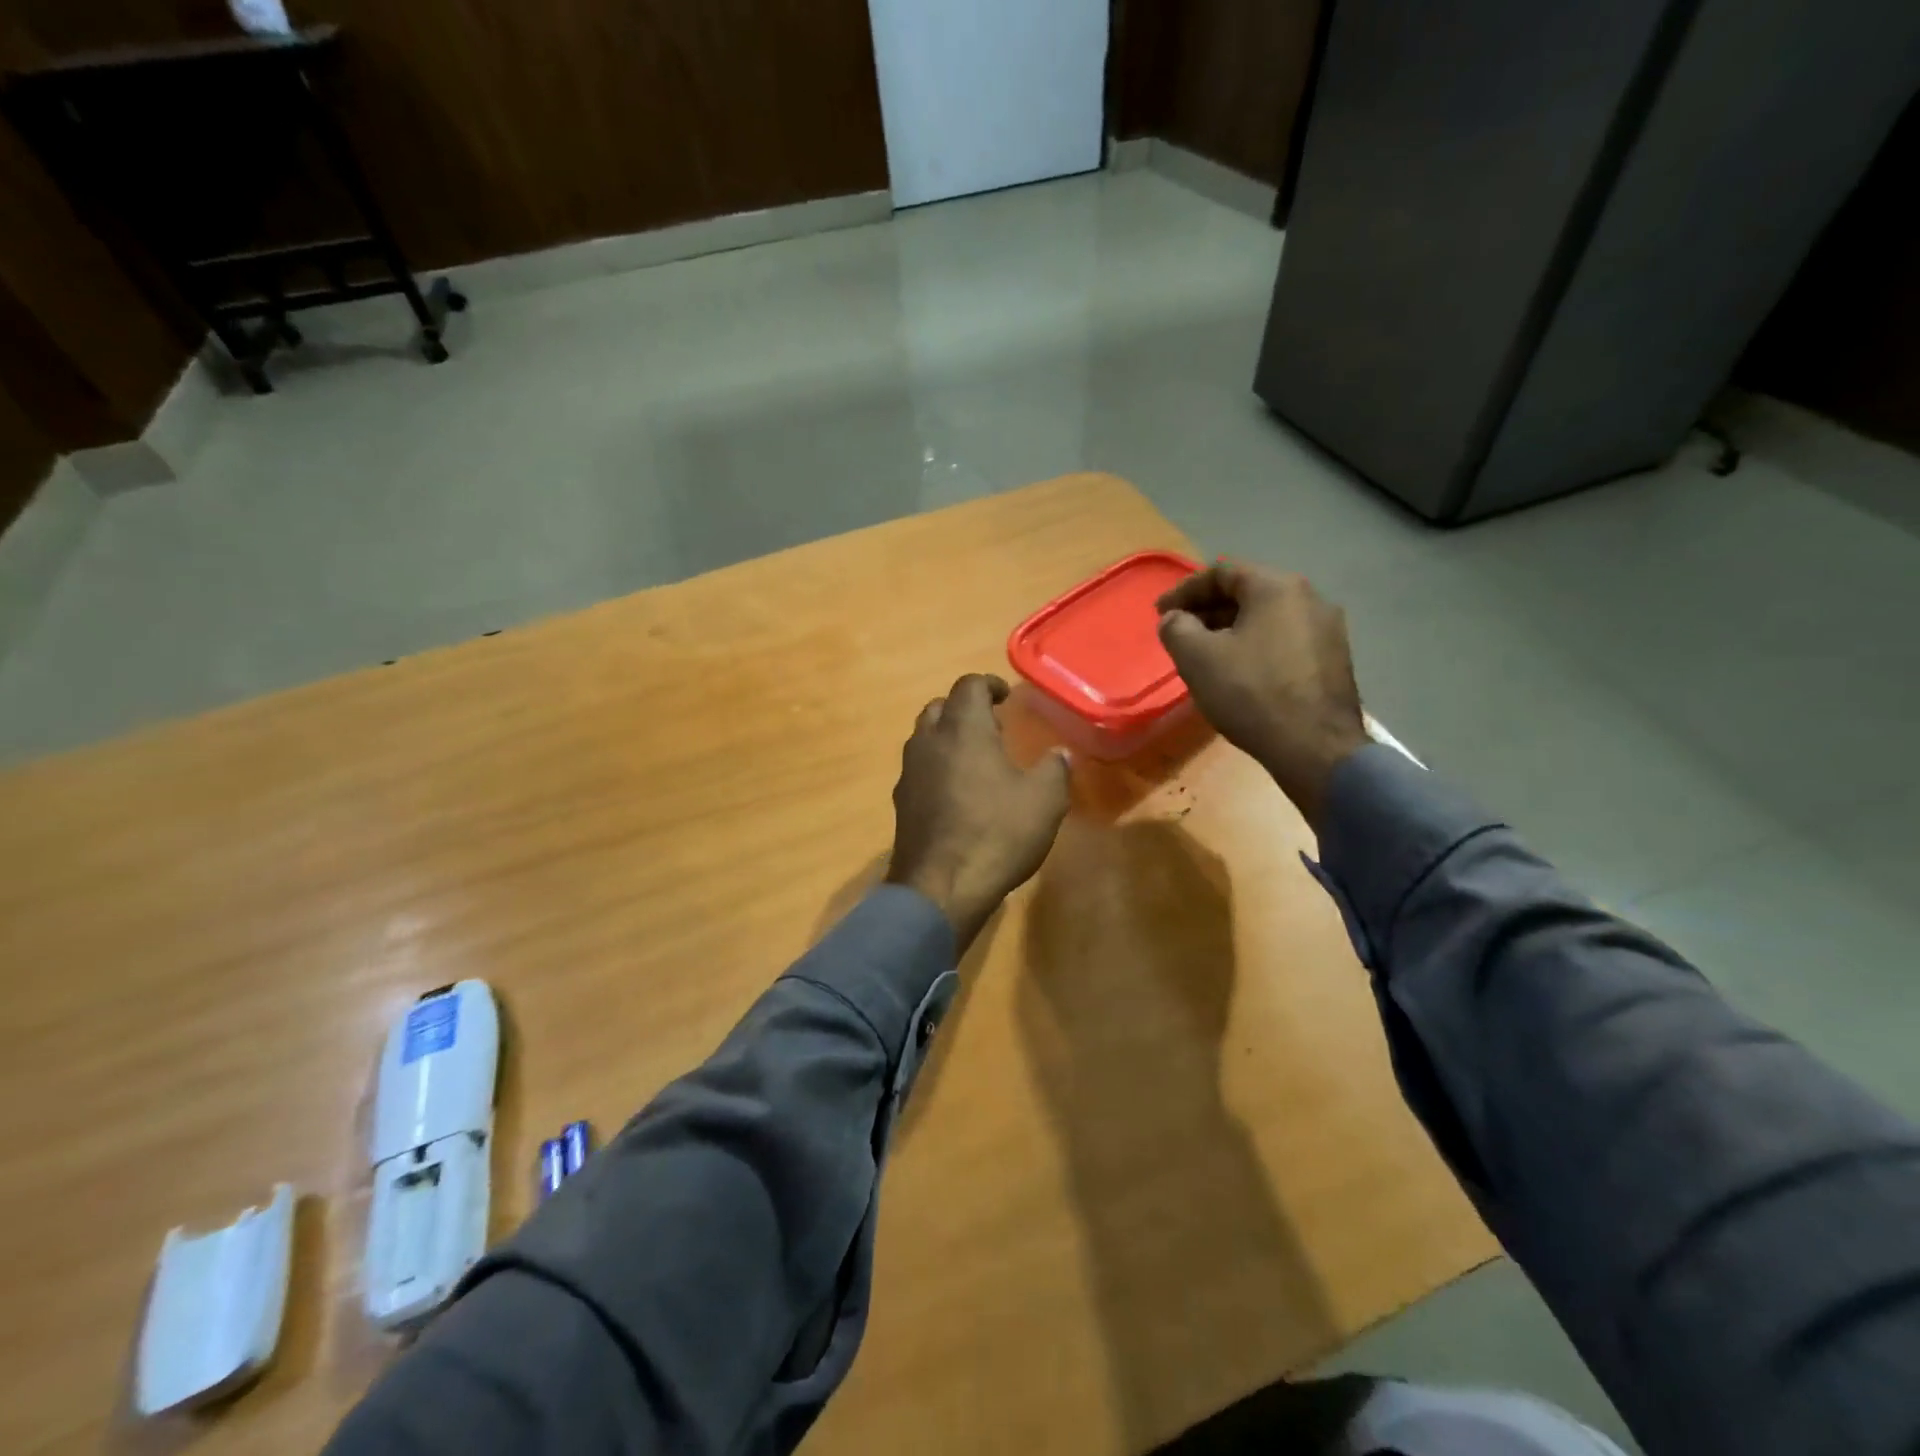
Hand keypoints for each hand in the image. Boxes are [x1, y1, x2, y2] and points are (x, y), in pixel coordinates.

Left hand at [886, 674, 1071, 952]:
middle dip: (965, 709)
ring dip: (947, 737)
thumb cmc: (997, 834)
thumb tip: (1060, 753)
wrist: (939, 887)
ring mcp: (909, 772)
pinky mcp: (901, 802)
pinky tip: (955, 792)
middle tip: (992, 726)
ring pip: (924, 737)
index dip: (989, 685)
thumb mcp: (1044, 801)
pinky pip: (918, 769)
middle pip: (940, 707)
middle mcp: (929, 741)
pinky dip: (936, 766)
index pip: (969, 685)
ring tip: (975, 758)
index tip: (1006, 697)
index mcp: (963, 729)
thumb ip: (1054, 769)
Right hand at [1156, 561, 1368, 829]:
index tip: (1160, 613)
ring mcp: (1327, 630)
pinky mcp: (1333, 660)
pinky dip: (1255, 647)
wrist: (1314, 748)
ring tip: (1205, 655)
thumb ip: (1176, 628)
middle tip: (1180, 634)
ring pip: (1267, 619)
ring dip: (1231, 630)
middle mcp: (1310, 598)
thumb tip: (1175, 619)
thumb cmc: (1250, 693)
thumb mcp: (1197, 658)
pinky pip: (1284, 641)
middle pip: (1247, 593)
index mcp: (1277, 587)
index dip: (1183, 590)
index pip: (1221, 572)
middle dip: (1207, 610)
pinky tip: (1238, 674)